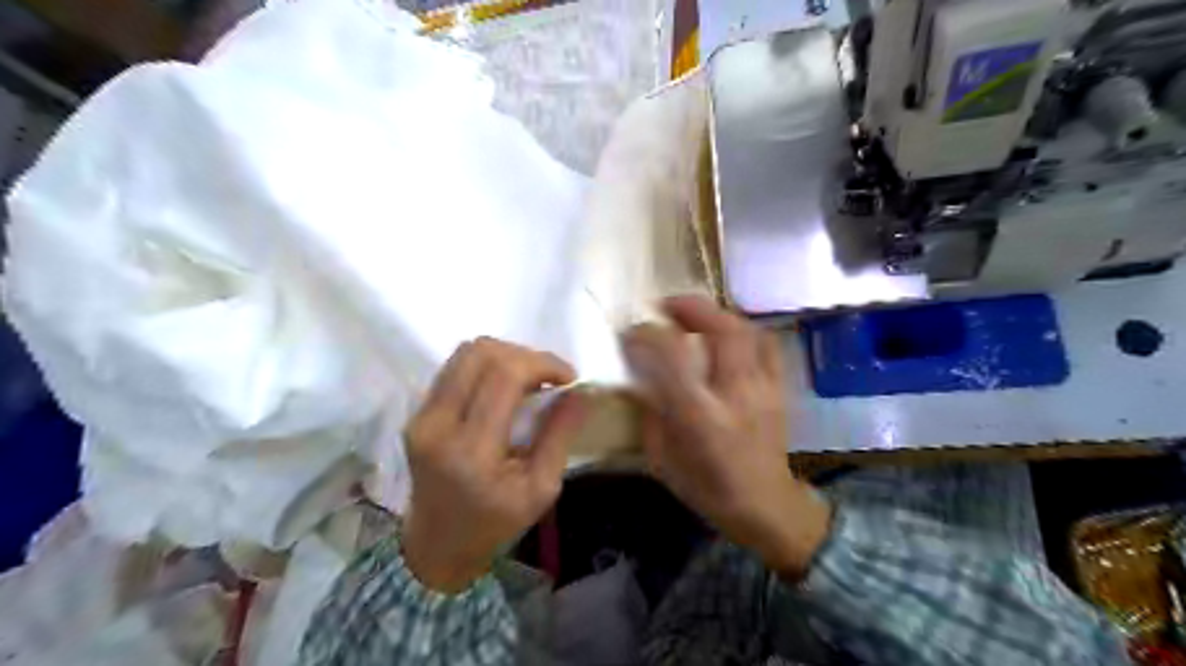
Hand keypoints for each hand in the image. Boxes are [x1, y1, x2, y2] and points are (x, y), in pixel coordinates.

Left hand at [403, 339, 588, 591]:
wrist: (437, 545)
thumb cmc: (495, 523)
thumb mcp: (541, 488)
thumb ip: (560, 435)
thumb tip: (581, 391)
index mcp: (472, 451)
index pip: (504, 376)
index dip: (542, 364)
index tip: (569, 378)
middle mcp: (438, 425)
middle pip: (481, 353)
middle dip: (525, 355)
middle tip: (550, 378)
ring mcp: (422, 416)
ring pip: (466, 353)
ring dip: (506, 356)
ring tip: (530, 381)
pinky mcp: (417, 412)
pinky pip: (456, 369)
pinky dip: (488, 367)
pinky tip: (506, 389)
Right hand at [623, 296, 827, 577]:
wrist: (766, 506)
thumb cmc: (707, 489)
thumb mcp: (662, 458)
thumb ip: (650, 412)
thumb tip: (638, 376)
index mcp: (701, 418)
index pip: (673, 357)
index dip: (648, 334)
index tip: (631, 331)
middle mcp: (736, 395)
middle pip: (722, 330)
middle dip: (691, 307)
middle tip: (665, 306)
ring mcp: (764, 389)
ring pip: (746, 331)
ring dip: (716, 314)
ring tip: (693, 315)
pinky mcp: (779, 388)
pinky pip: (766, 344)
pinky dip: (743, 329)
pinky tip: (726, 333)